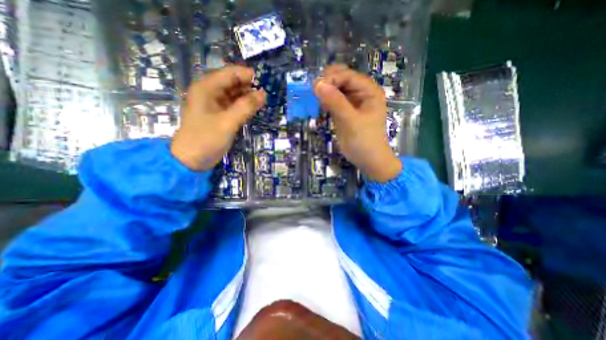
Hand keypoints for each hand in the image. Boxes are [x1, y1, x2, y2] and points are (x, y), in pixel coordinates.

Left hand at [171, 65, 265, 171]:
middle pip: (232, 83)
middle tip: (265, 95)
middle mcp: (210, 93)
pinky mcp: (219, 115)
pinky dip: (243, 107)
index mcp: (206, 88)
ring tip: (262, 103)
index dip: (246, 75)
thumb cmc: (206, 139)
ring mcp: (214, 105)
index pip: (229, 73)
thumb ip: (246, 107)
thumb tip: (263, 94)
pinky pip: (234, 106)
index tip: (263, 82)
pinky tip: (253, 110)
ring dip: (247, 97)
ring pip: (234, 95)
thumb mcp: (228, 122)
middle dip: (248, 87)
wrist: (192, 160)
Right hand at [312, 63, 400, 181]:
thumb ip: (336, 102)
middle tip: (314, 91)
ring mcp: (352, 103)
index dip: (332, 78)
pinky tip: (320, 106)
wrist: (368, 161)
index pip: (348, 76)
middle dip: (327, 83)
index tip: (316, 87)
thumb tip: (317, 84)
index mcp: (369, 91)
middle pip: (341, 80)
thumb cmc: (365, 141)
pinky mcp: (344, 113)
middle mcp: (361, 94)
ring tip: (315, 98)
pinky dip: (326, 102)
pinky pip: (333, 102)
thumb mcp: (351, 121)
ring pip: (336, 90)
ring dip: (325, 92)